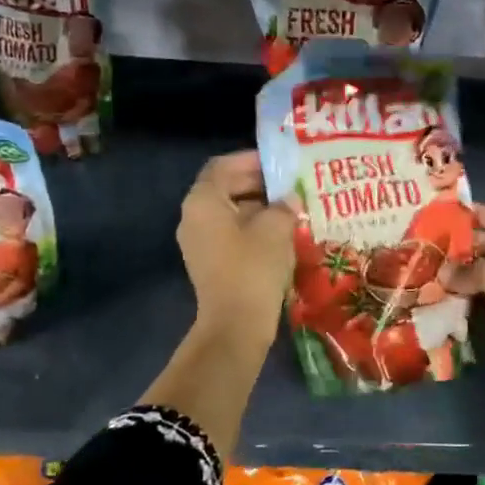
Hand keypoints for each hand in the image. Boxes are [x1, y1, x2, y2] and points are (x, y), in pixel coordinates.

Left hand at [177, 150, 296, 350]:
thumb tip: (289, 200)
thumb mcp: (276, 228)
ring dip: (259, 207)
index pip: (223, 166)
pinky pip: (231, 233)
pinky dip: (253, 227)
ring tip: (291, 208)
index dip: (251, 160)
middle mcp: (193, 217)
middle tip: (290, 185)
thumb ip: (284, 205)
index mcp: (202, 202)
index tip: (279, 164)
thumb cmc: (253, 267)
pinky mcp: (210, 262)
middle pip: (225, 188)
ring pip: (230, 212)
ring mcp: (199, 242)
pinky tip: (281, 233)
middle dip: (258, 183)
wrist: (236, 324)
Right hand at [451, 205, 484, 469]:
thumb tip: (444, 273)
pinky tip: (434, 292)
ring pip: (480, 275)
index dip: (478, 213)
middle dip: (461, 244)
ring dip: (456, 272)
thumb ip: (470, 267)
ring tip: (424, 263)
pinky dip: (459, 296)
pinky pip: (477, 300)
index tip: (446, 208)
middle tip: (426, 239)